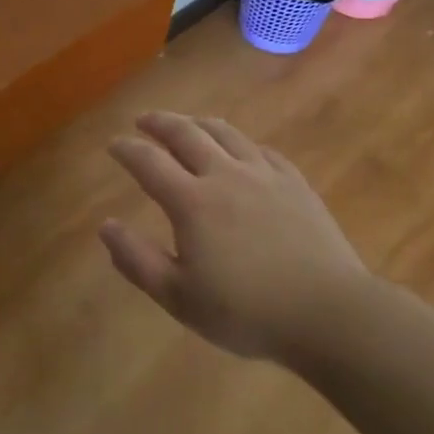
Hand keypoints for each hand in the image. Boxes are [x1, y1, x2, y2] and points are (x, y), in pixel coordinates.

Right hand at [100, 112, 373, 362]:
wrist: (328, 313)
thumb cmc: (247, 312)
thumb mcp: (179, 298)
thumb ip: (137, 260)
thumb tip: (105, 226)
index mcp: (192, 202)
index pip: (149, 162)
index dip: (127, 149)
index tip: (113, 145)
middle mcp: (225, 175)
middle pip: (186, 134)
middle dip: (160, 122)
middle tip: (144, 120)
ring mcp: (265, 175)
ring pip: (226, 133)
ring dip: (199, 123)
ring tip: (186, 123)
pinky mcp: (296, 184)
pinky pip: (262, 150)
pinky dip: (241, 143)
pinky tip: (241, 149)